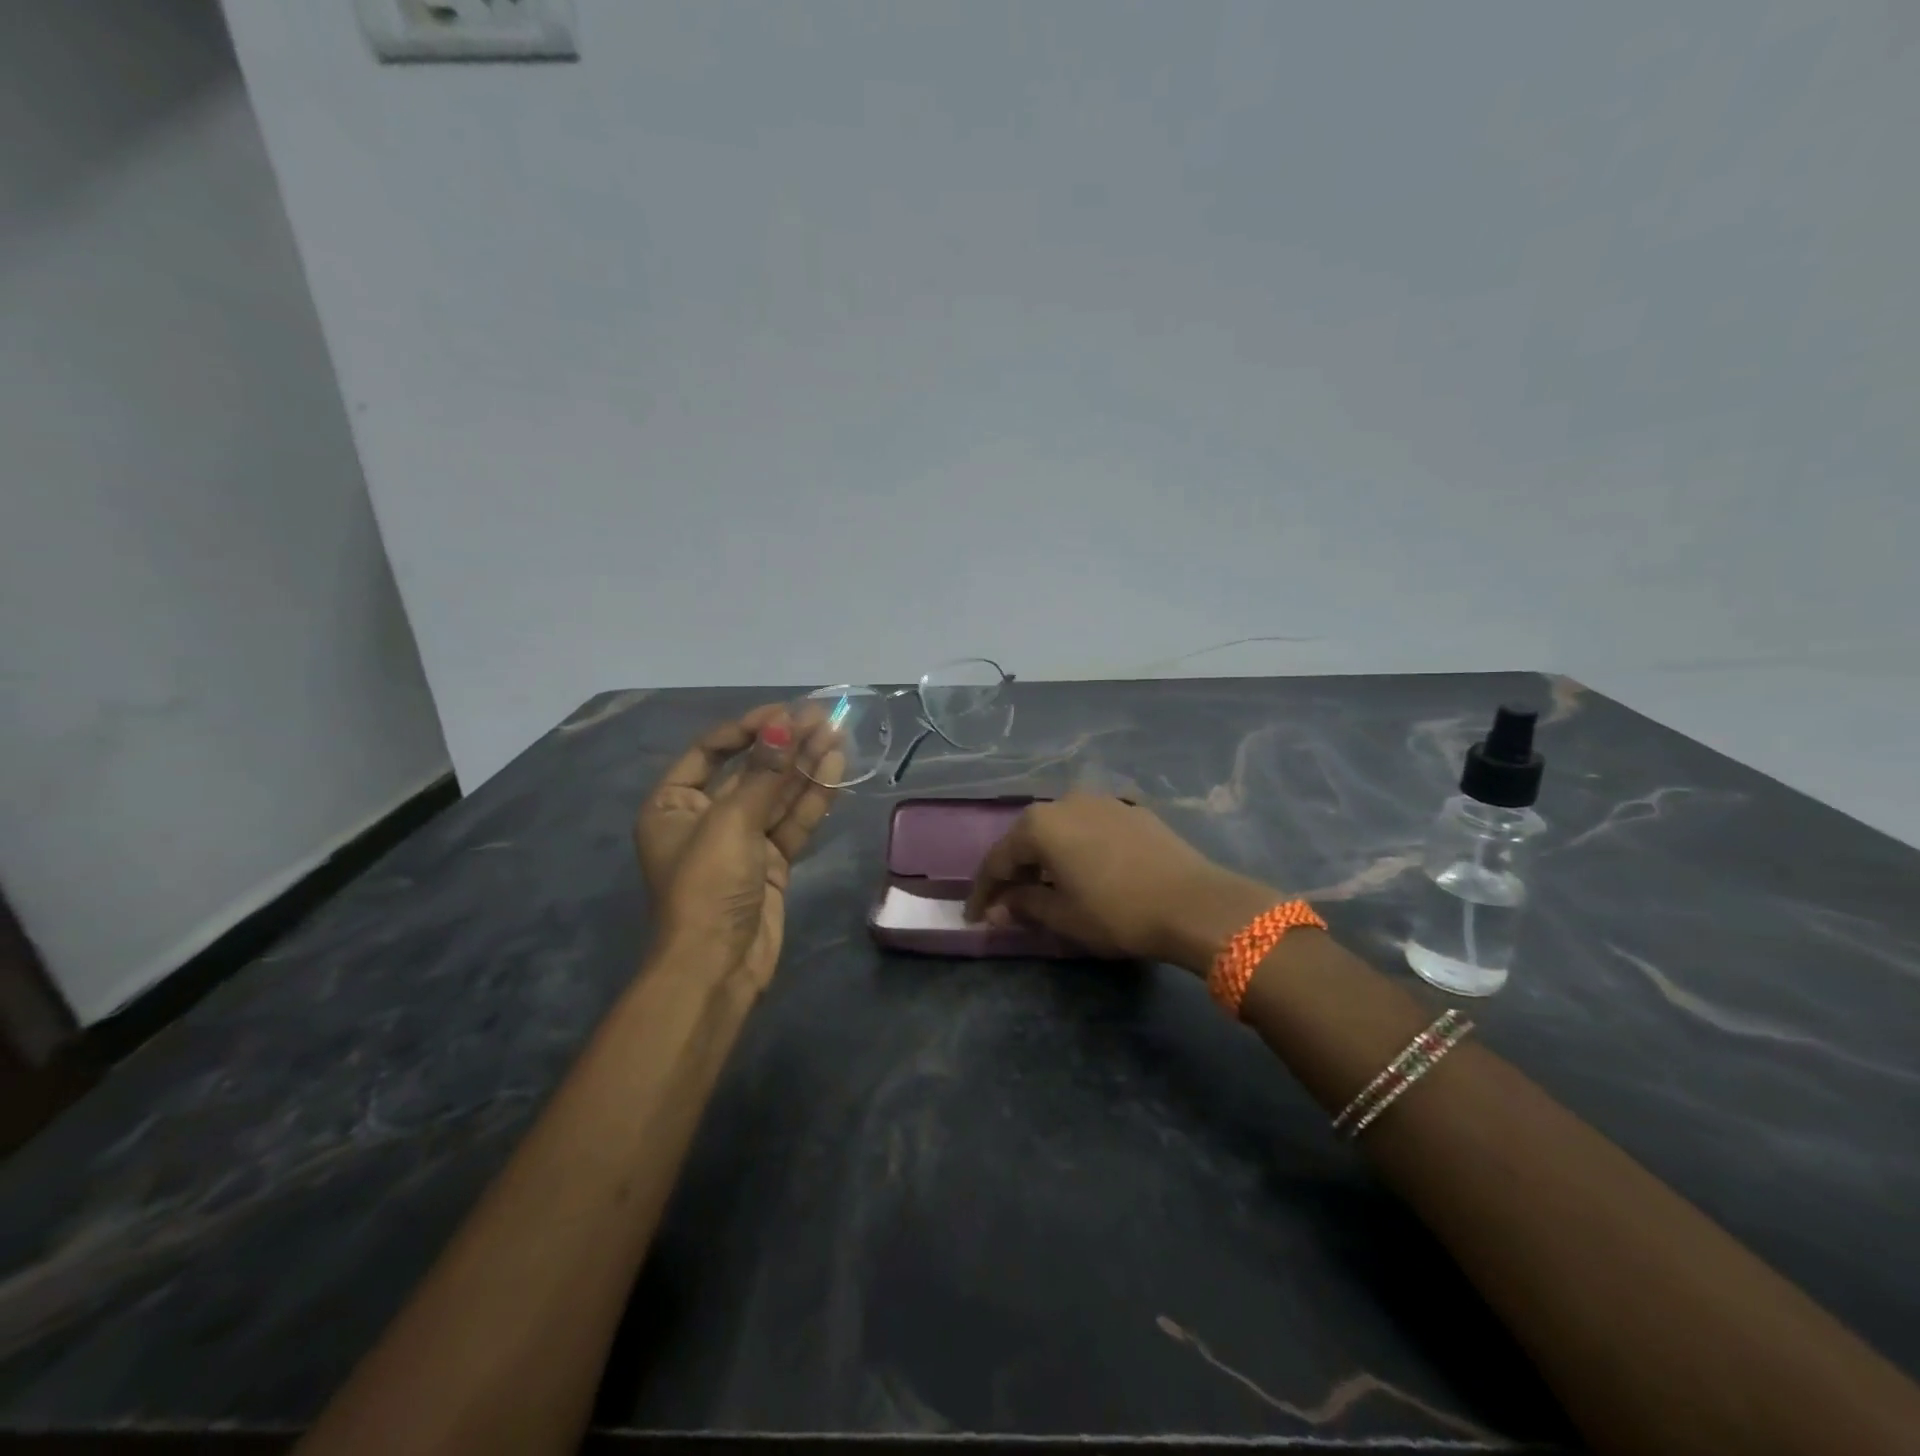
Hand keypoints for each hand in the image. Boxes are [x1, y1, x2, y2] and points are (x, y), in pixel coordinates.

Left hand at [634, 707, 840, 993]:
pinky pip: (792, 822)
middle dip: (786, 745)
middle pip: (751, 771)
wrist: (717, 967)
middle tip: (823, 717)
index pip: (711, 751)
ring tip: (837, 734)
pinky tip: (834, 768)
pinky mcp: (771, 863)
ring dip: (805, 766)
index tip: (785, 712)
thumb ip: (764, 774)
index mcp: (674, 805)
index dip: (749, 728)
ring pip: (777, 795)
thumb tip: (785, 725)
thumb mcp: (731, 823)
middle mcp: (706, 818)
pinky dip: (812, 798)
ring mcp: (741, 842)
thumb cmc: (707, 886)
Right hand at [964, 795, 1277, 972]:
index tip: (974, 916)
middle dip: (1014, 871)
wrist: (1195, 902)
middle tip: (1007, 903)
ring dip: (1046, 858)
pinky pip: (1089, 828)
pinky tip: (1083, 870)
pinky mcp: (1131, 809)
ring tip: (1045, 887)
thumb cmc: (1117, 911)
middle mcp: (1066, 801)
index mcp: (1040, 824)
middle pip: (1027, 838)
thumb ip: (1024, 906)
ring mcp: (1102, 801)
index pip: (998, 859)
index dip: (984, 891)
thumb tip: (1000, 908)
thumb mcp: (1063, 916)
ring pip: (1060, 830)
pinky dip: (1077, 849)